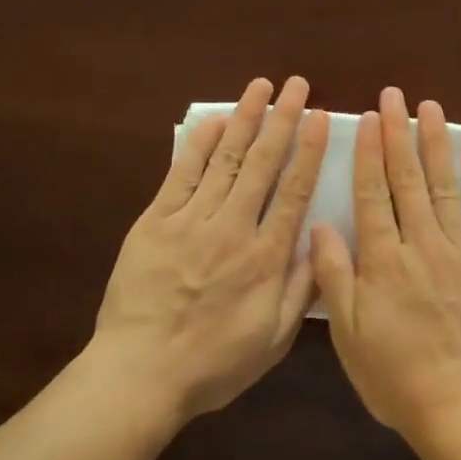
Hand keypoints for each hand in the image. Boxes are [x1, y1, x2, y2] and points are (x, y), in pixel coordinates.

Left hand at [90, 77, 329, 418]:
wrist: (139, 375)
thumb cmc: (213, 364)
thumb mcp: (273, 340)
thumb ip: (301, 290)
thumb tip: (321, 243)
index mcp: (266, 257)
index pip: (295, 190)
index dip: (309, 149)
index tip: (319, 116)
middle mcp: (234, 228)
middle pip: (263, 163)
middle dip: (282, 119)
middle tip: (296, 84)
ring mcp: (191, 221)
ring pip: (225, 159)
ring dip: (246, 119)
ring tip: (261, 86)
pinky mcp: (156, 222)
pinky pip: (181, 175)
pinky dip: (199, 144)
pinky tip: (215, 120)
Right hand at [311, 86, 460, 439]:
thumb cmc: (395, 375)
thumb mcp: (350, 333)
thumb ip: (334, 276)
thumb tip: (320, 224)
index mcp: (382, 260)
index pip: (372, 193)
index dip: (367, 153)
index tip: (366, 118)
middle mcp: (421, 244)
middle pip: (407, 180)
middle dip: (398, 134)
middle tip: (395, 96)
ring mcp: (460, 251)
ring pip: (445, 187)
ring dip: (436, 145)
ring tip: (431, 109)